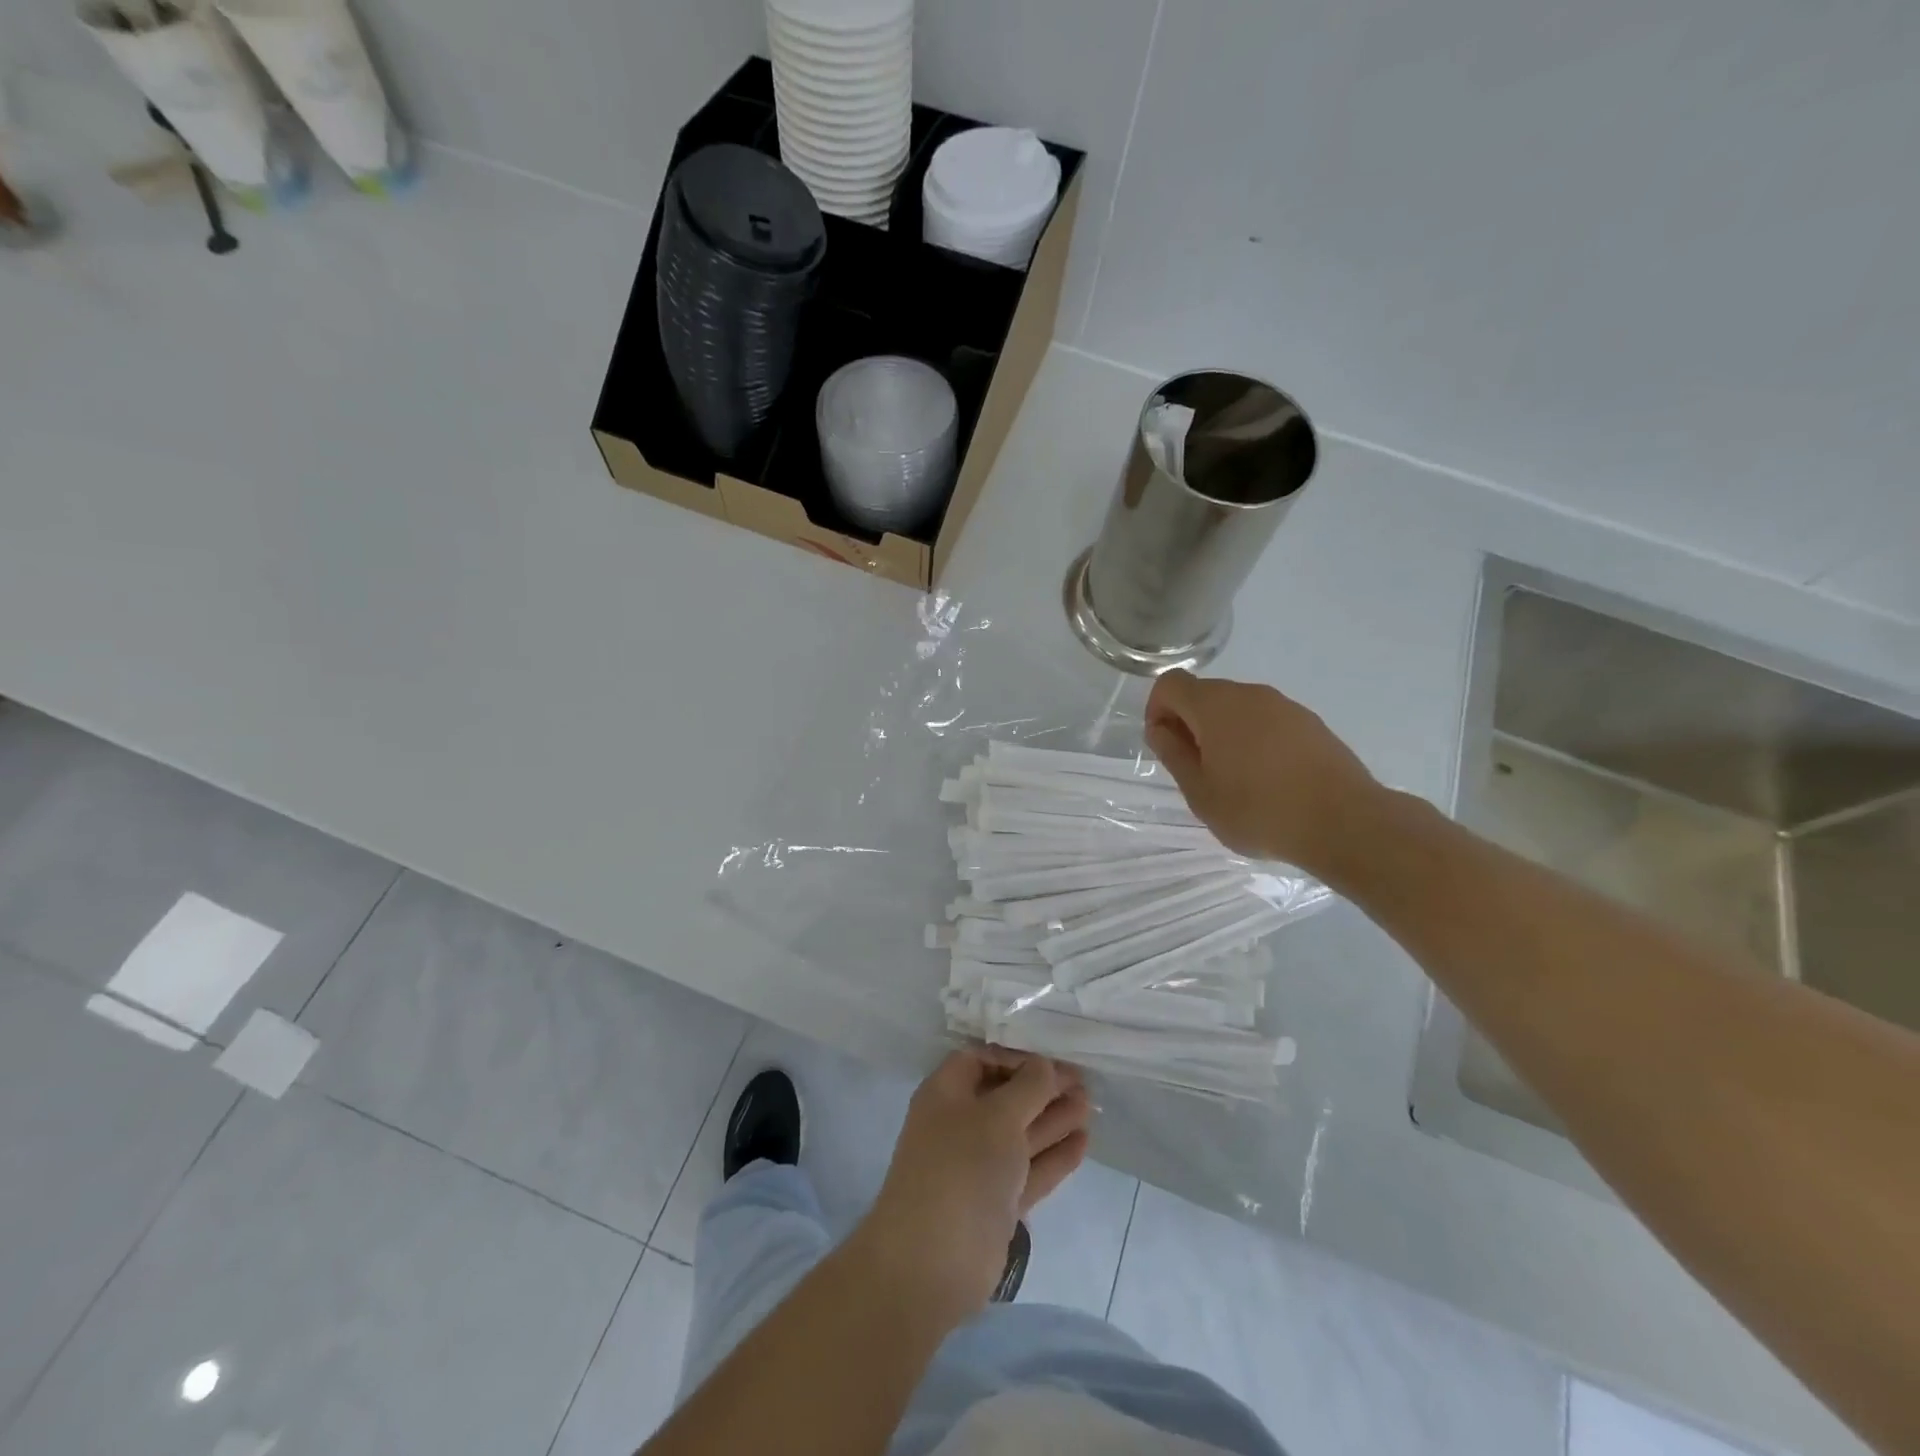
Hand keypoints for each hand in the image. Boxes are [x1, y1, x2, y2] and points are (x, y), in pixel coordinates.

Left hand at [854, 1050, 1089, 1328]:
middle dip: (1042, 1087)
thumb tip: (1044, 1065)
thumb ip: (1028, 1087)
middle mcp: (960, 1124)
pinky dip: (1054, 1155)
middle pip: (1006, 1096)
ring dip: (1054, 1118)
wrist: (931, 1263)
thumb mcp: (998, 1116)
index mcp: (947, 1093)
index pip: (982, 1059)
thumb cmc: (961, 1168)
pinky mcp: (996, 1202)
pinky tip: (1083, 1141)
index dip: (1016, 1056)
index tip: (1052, 1058)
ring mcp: (978, 1165)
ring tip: (1090, 1105)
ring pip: (1021, 1133)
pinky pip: (1029, 1169)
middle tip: (1084, 1081)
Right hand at [1145, 669, 1380, 872]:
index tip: (1166, 747)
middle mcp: (1250, 694)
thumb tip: (1161, 729)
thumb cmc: (1259, 811)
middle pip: (1204, 694)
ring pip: (1237, 708)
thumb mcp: (1200, 793)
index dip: (1157, 710)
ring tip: (1234, 780)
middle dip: (1190, 724)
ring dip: (1223, 734)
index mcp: (1216, 706)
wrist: (1345, 823)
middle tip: (1197, 771)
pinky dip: (1254, 740)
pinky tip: (1267, 780)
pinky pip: (1267, 721)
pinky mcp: (1311, 723)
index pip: (1170, 684)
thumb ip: (1174, 755)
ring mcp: (1285, 706)